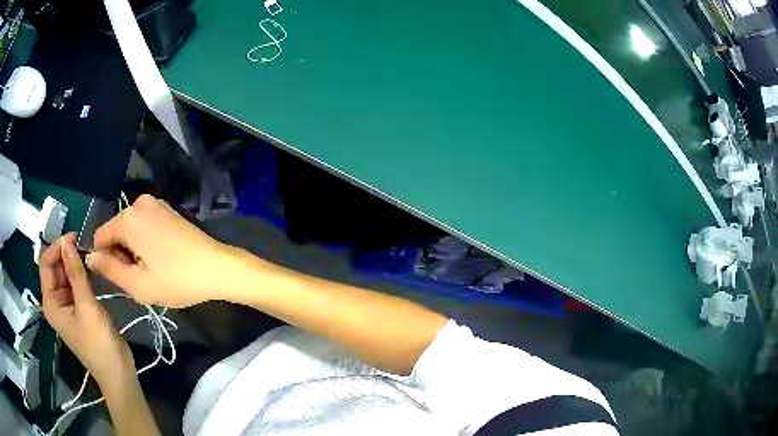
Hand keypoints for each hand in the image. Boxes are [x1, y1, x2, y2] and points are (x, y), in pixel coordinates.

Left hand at [40, 234, 133, 384]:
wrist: (117, 373)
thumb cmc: (99, 344)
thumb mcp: (87, 307)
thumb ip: (76, 274)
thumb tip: (67, 241)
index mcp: (50, 302)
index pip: (46, 264)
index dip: (56, 247)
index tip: (74, 236)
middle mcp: (55, 301)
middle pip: (55, 268)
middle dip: (66, 254)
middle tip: (84, 244)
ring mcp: (66, 306)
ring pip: (66, 275)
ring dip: (75, 263)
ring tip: (90, 254)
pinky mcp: (78, 309)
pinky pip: (75, 284)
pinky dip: (81, 274)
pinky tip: (92, 269)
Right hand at [86, 195, 233, 307]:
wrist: (217, 268)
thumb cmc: (176, 280)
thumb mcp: (137, 284)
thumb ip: (109, 269)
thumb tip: (89, 257)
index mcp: (128, 218)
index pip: (100, 237)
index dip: (105, 260)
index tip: (122, 277)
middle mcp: (139, 203)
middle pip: (115, 231)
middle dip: (121, 255)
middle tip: (141, 276)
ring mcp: (155, 203)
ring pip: (129, 229)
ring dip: (133, 250)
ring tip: (152, 269)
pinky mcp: (167, 209)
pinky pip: (143, 225)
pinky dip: (145, 241)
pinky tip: (160, 258)